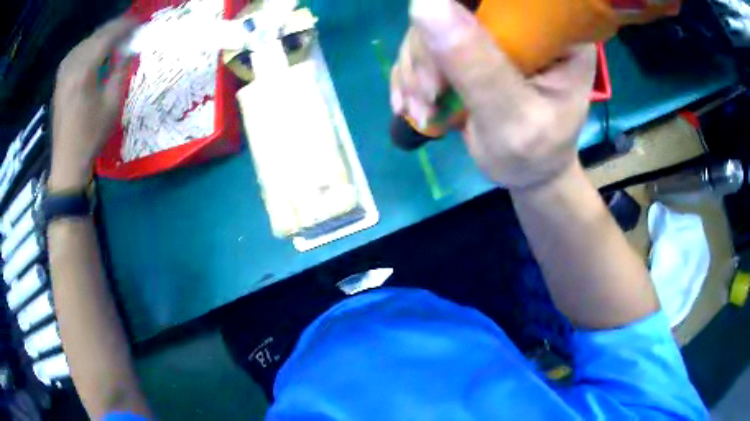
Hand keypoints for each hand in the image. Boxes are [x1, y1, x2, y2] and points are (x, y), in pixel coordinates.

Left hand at [51, 16, 137, 191]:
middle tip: (129, 25)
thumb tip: (128, 50)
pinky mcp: (59, 82)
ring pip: (83, 43)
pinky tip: (91, 49)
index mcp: (84, 73)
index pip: (106, 38)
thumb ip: (120, 72)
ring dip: (99, 36)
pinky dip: (86, 46)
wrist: (67, 162)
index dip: (124, 26)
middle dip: (112, 28)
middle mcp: (71, 68)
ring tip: (113, 36)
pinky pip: (74, 54)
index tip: (139, 21)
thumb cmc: (91, 136)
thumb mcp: (112, 105)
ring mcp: (63, 75)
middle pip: (94, 37)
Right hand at [391, 0, 596, 190]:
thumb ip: (477, 67)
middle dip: (429, 49)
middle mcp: (524, 20)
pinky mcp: (471, 42)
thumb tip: (424, 4)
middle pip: (458, 5)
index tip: (438, 52)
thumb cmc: (535, 154)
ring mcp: (495, 28)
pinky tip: (413, 104)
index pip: (502, 0)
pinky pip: (426, 40)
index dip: (457, 9)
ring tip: (421, 110)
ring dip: (415, 66)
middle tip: (428, 96)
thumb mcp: (512, 119)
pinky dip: (410, 73)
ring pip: (433, 20)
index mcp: (555, 31)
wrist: (528, 170)